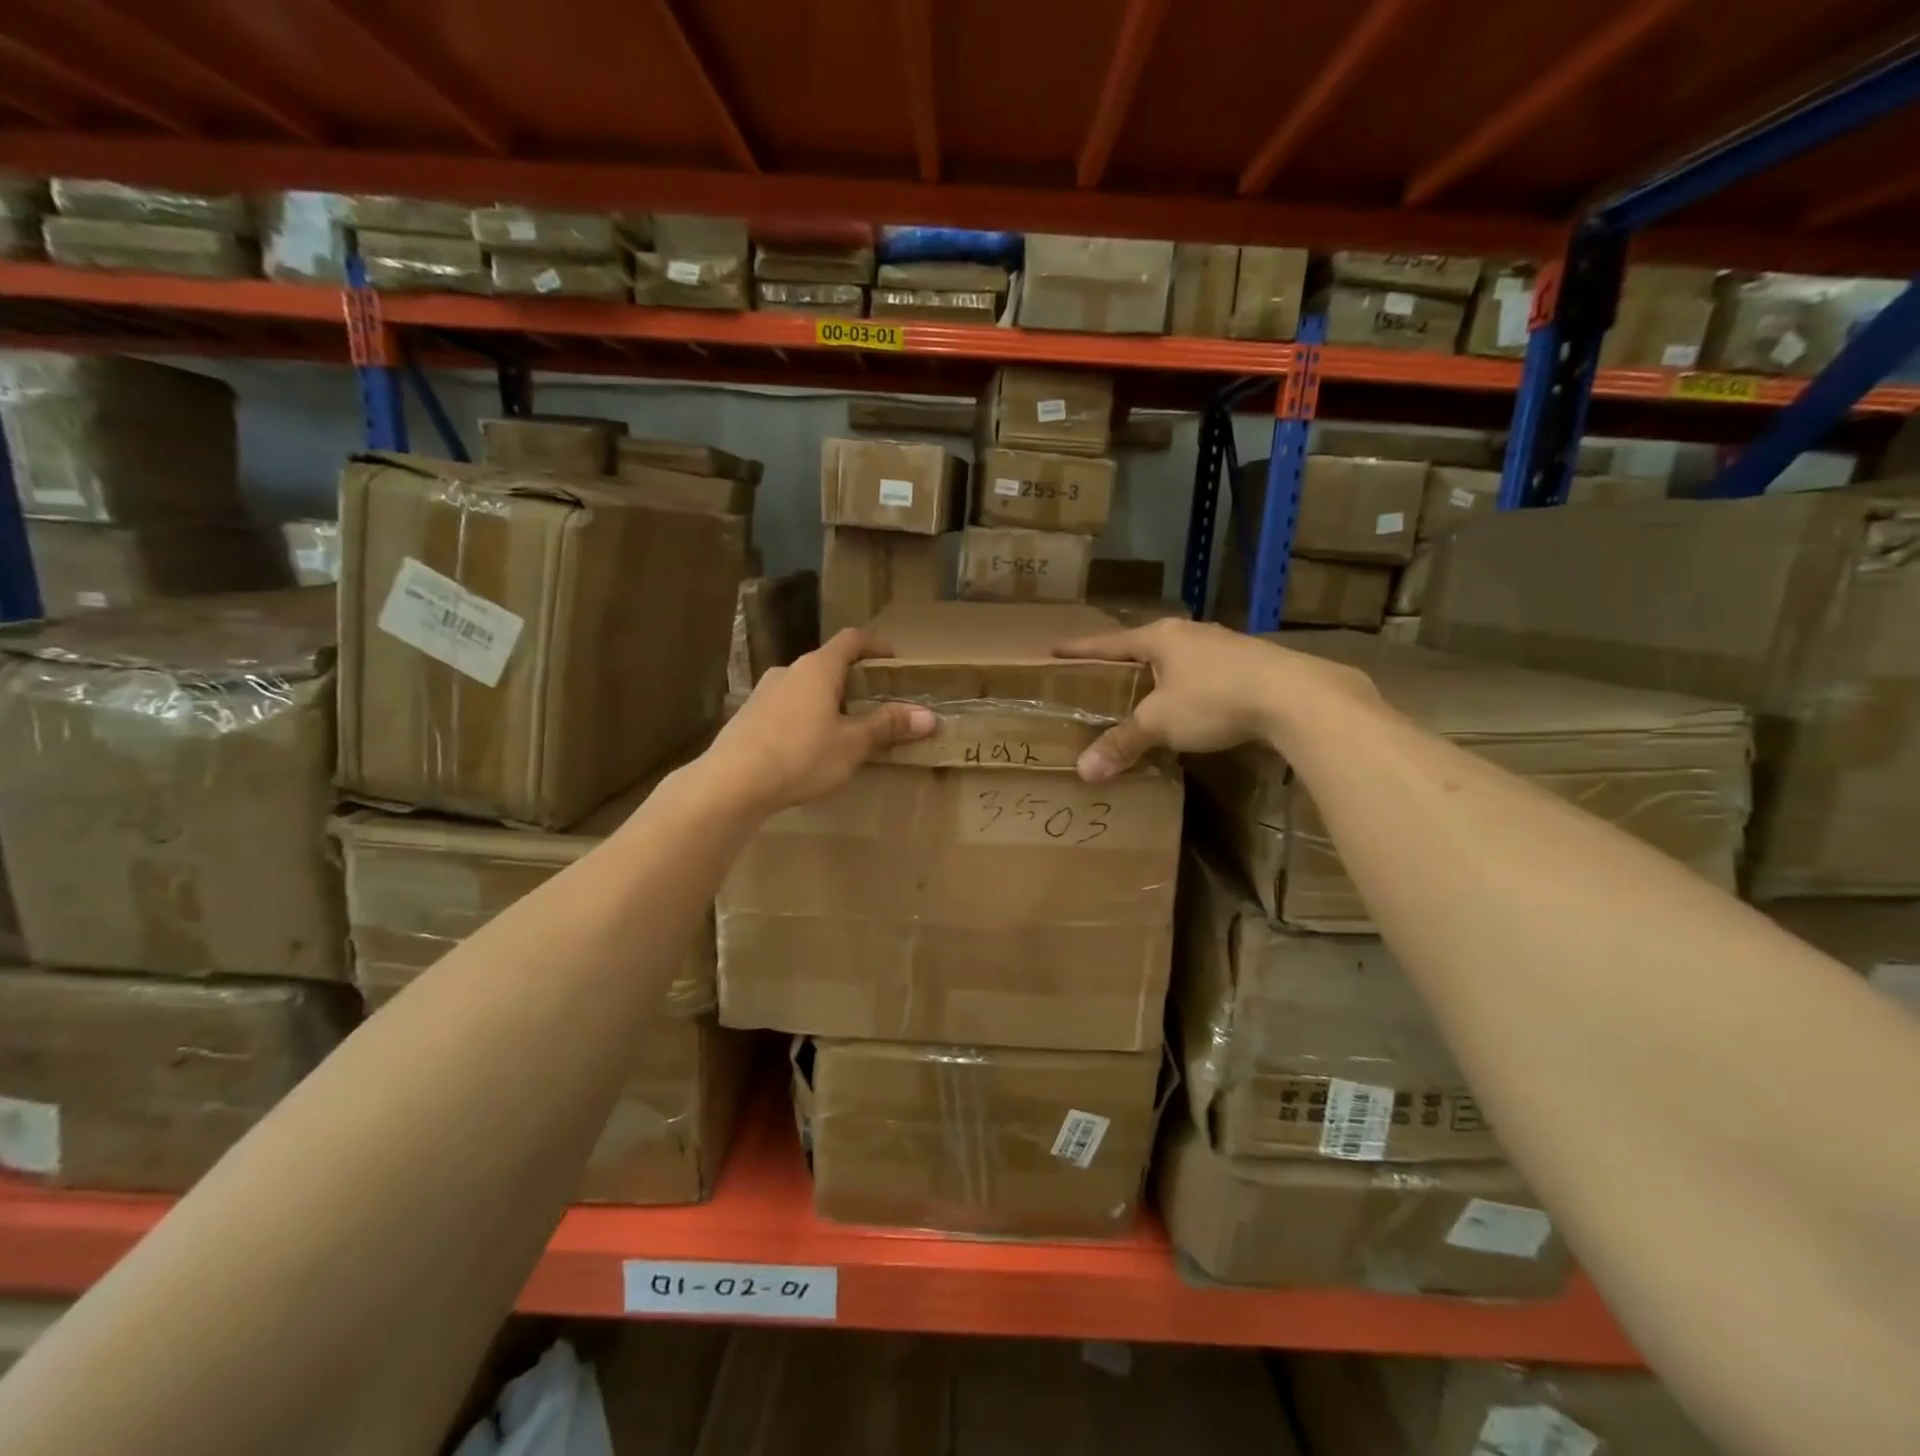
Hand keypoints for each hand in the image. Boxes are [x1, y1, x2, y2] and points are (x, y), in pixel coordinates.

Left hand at [708, 629, 934, 809]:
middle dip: (853, 680)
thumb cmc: (802, 755)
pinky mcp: (747, 716)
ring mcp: (763, 692)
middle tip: (874, 702)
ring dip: (827, 700)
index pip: (852, 640)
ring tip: (843, 728)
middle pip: (827, 664)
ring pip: (804, 687)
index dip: (875, 645)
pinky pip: (785, 707)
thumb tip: (929, 717)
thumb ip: (888, 726)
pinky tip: (808, 747)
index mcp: (818, 667)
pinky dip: (804, 717)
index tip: (893, 659)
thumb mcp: (853, 744)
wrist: (733, 782)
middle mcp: (789, 670)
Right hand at [1056, 619, 1377, 781]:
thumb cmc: (1214, 698)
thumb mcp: (1160, 723)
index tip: (1056, 649)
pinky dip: (1191, 689)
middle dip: (1124, 662)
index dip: (1082, 649)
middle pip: (1146, 646)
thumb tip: (1084, 770)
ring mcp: (1225, 646)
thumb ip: (1122, 743)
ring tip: (1147, 693)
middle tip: (1102, 677)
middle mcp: (1191, 634)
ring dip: (1162, 675)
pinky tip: (1194, 707)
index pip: (1110, 642)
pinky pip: (1207, 674)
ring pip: (1180, 659)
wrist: (1295, 697)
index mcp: (1161, 638)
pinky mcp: (1251, 665)